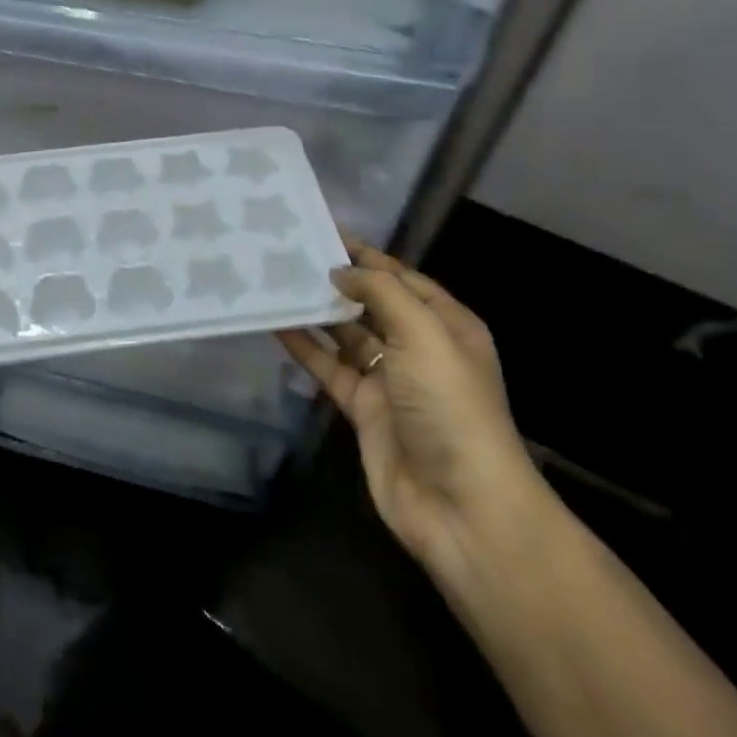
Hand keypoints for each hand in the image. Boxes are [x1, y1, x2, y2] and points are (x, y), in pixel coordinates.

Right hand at [276, 236, 542, 579]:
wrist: (460, 504)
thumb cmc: (449, 406)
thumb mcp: (425, 335)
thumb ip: (382, 293)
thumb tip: (341, 272)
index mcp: (447, 325)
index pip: (402, 278)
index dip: (367, 256)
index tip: (324, 232)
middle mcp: (419, 348)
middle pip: (373, 303)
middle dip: (338, 281)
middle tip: (291, 254)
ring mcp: (390, 380)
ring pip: (347, 335)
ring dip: (318, 312)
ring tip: (277, 283)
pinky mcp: (363, 409)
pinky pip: (329, 369)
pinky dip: (305, 349)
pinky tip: (276, 326)